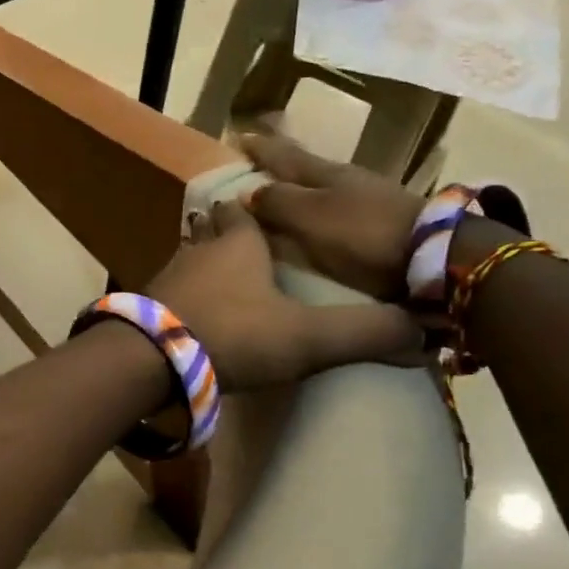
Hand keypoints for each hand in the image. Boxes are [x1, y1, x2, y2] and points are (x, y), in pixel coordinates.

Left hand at [145, 200, 421, 390]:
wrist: (150, 360)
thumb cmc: (234, 334)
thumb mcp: (309, 337)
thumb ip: (364, 333)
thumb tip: (426, 336)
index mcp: (238, 242)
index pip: (243, 210)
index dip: (251, 208)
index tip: (259, 208)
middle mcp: (198, 249)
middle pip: (210, 230)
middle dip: (224, 233)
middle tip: (240, 245)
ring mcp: (165, 278)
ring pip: (186, 260)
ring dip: (201, 266)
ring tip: (219, 281)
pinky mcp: (143, 308)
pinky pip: (166, 294)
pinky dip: (181, 299)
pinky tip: (190, 317)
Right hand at [237, 133, 422, 298]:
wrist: (430, 255)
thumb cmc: (360, 232)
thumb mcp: (310, 216)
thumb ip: (277, 202)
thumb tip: (245, 191)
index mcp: (323, 173)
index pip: (283, 156)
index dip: (260, 148)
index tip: (238, 138)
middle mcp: (343, 180)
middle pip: (303, 168)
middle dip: (278, 165)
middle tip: (254, 163)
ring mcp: (365, 200)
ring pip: (320, 188)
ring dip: (297, 188)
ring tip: (278, 194)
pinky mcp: (378, 223)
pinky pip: (333, 210)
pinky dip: (315, 210)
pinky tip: (312, 218)